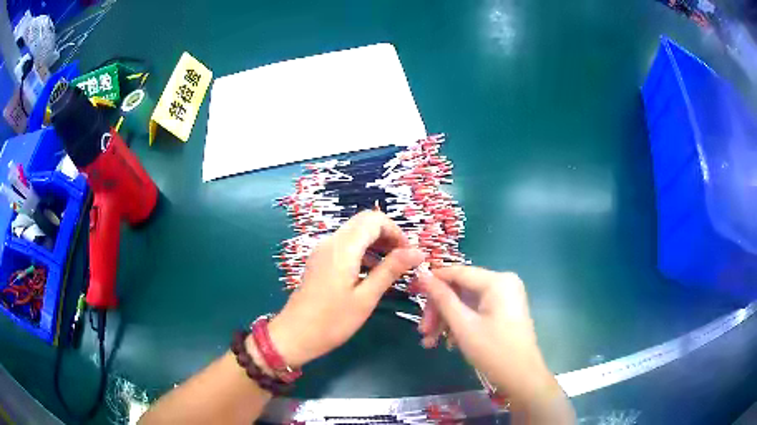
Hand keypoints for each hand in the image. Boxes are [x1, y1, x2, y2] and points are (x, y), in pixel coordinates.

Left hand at [265, 211, 424, 367]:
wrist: (295, 334)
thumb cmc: (332, 321)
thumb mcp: (366, 297)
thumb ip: (391, 270)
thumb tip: (417, 252)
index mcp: (343, 247)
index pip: (374, 219)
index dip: (396, 231)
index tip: (409, 253)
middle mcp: (331, 242)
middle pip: (364, 222)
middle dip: (387, 235)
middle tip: (403, 260)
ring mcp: (323, 250)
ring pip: (355, 233)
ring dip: (375, 243)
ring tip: (391, 267)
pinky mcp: (320, 261)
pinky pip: (345, 246)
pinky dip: (363, 251)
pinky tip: (371, 273)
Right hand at [417, 267, 560, 404]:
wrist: (521, 377)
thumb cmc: (493, 351)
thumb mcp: (463, 325)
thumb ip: (442, 298)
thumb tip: (423, 274)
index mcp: (497, 281)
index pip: (458, 272)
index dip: (433, 281)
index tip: (412, 291)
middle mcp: (503, 283)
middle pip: (461, 289)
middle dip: (439, 310)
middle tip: (423, 330)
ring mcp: (505, 297)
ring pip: (466, 302)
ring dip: (447, 320)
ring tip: (430, 342)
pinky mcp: (504, 311)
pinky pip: (476, 310)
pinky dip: (461, 323)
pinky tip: (448, 342)